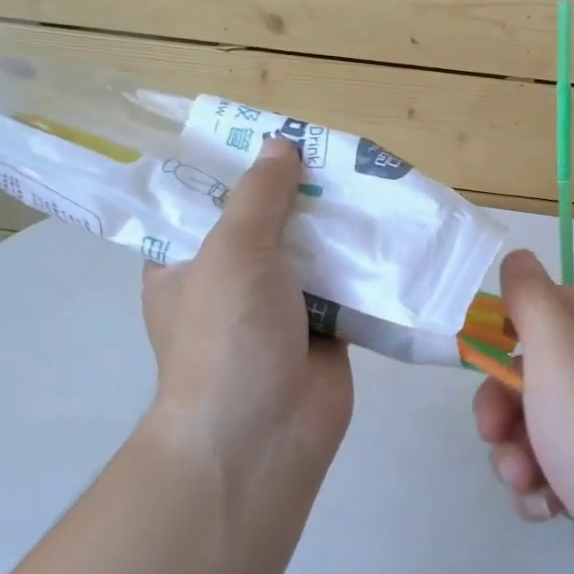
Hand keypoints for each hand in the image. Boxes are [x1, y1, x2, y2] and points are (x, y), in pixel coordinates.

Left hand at [140, 137, 353, 492]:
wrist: (264, 435)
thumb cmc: (228, 335)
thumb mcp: (233, 251)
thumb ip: (259, 196)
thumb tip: (280, 146)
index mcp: (184, 263)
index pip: (202, 203)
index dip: (233, 169)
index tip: (267, 138)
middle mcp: (229, 283)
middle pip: (264, 224)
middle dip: (297, 194)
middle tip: (332, 153)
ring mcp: (276, 309)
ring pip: (309, 254)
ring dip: (335, 227)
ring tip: (368, 180)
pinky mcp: (322, 331)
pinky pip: (344, 287)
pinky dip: (363, 265)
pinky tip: (389, 229)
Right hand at [473, 250, 573, 573]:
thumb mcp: (559, 349)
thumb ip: (531, 298)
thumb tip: (518, 258)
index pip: (547, 305)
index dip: (509, 327)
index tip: (483, 354)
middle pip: (530, 372)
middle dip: (501, 405)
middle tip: (495, 431)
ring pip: (531, 426)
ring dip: (514, 454)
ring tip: (527, 480)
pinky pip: (547, 470)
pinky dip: (539, 488)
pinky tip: (548, 507)